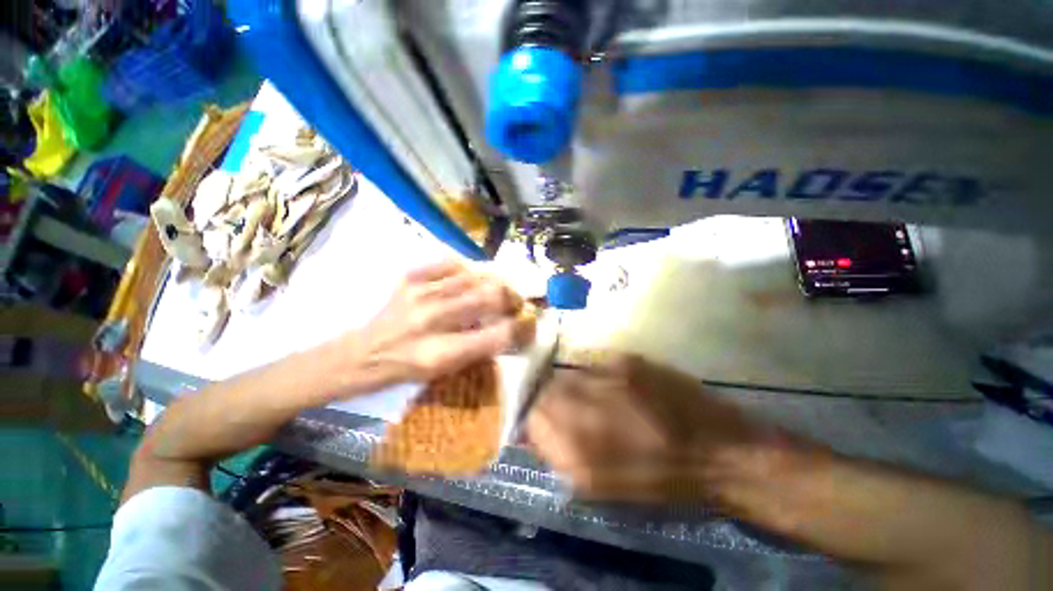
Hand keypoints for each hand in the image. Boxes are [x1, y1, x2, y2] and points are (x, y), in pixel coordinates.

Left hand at [344, 261, 535, 387]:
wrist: (360, 354)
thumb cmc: (405, 369)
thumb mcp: (444, 371)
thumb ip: (478, 349)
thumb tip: (507, 329)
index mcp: (441, 353)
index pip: (495, 336)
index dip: (521, 327)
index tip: (531, 321)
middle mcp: (432, 321)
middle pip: (487, 298)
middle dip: (511, 297)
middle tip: (518, 300)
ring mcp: (419, 294)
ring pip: (472, 277)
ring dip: (494, 280)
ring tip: (501, 285)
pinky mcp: (409, 279)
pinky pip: (448, 263)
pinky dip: (466, 267)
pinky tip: (472, 274)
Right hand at [527, 353, 761, 500]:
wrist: (719, 451)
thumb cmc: (660, 481)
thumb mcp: (603, 487)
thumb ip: (562, 457)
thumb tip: (535, 432)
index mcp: (579, 451)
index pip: (531, 419)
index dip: (532, 417)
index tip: (540, 420)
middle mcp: (587, 409)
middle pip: (545, 391)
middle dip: (547, 398)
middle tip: (565, 408)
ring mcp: (607, 380)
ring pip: (568, 375)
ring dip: (571, 386)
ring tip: (593, 398)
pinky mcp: (627, 361)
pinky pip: (594, 364)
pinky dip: (594, 376)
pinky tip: (614, 388)